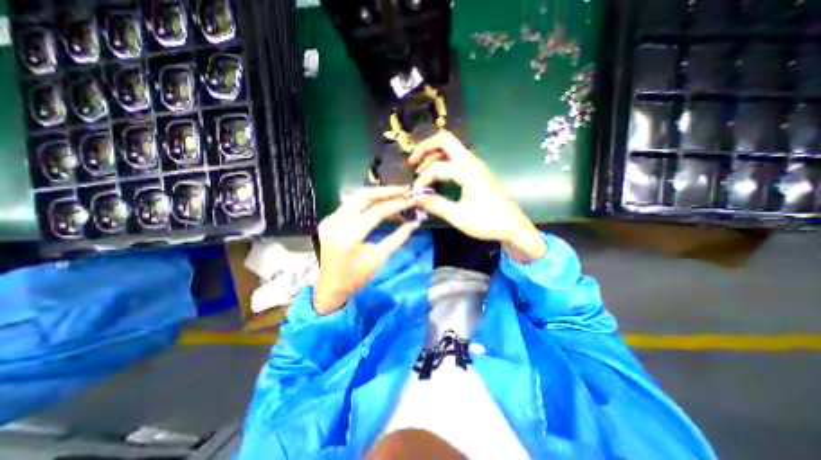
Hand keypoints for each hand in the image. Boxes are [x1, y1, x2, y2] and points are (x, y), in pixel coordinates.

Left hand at [313, 184, 419, 313]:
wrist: (330, 285)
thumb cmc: (356, 277)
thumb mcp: (379, 259)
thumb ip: (397, 238)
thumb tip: (414, 223)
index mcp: (348, 236)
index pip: (376, 212)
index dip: (396, 204)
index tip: (411, 199)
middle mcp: (335, 223)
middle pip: (363, 197)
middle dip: (386, 191)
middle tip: (404, 190)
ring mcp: (329, 219)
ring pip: (356, 197)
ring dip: (377, 194)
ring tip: (396, 194)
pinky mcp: (329, 219)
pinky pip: (351, 204)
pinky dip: (368, 202)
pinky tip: (381, 203)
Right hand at [408, 131, 544, 261]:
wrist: (513, 226)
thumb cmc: (488, 222)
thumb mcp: (459, 216)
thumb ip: (435, 205)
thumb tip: (416, 199)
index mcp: (468, 172)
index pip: (437, 167)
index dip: (423, 179)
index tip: (416, 194)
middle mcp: (472, 162)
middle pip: (445, 141)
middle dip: (425, 148)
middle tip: (412, 162)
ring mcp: (475, 166)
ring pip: (451, 148)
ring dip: (433, 154)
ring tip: (420, 169)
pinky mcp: (477, 172)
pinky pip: (456, 158)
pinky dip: (442, 161)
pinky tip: (436, 175)